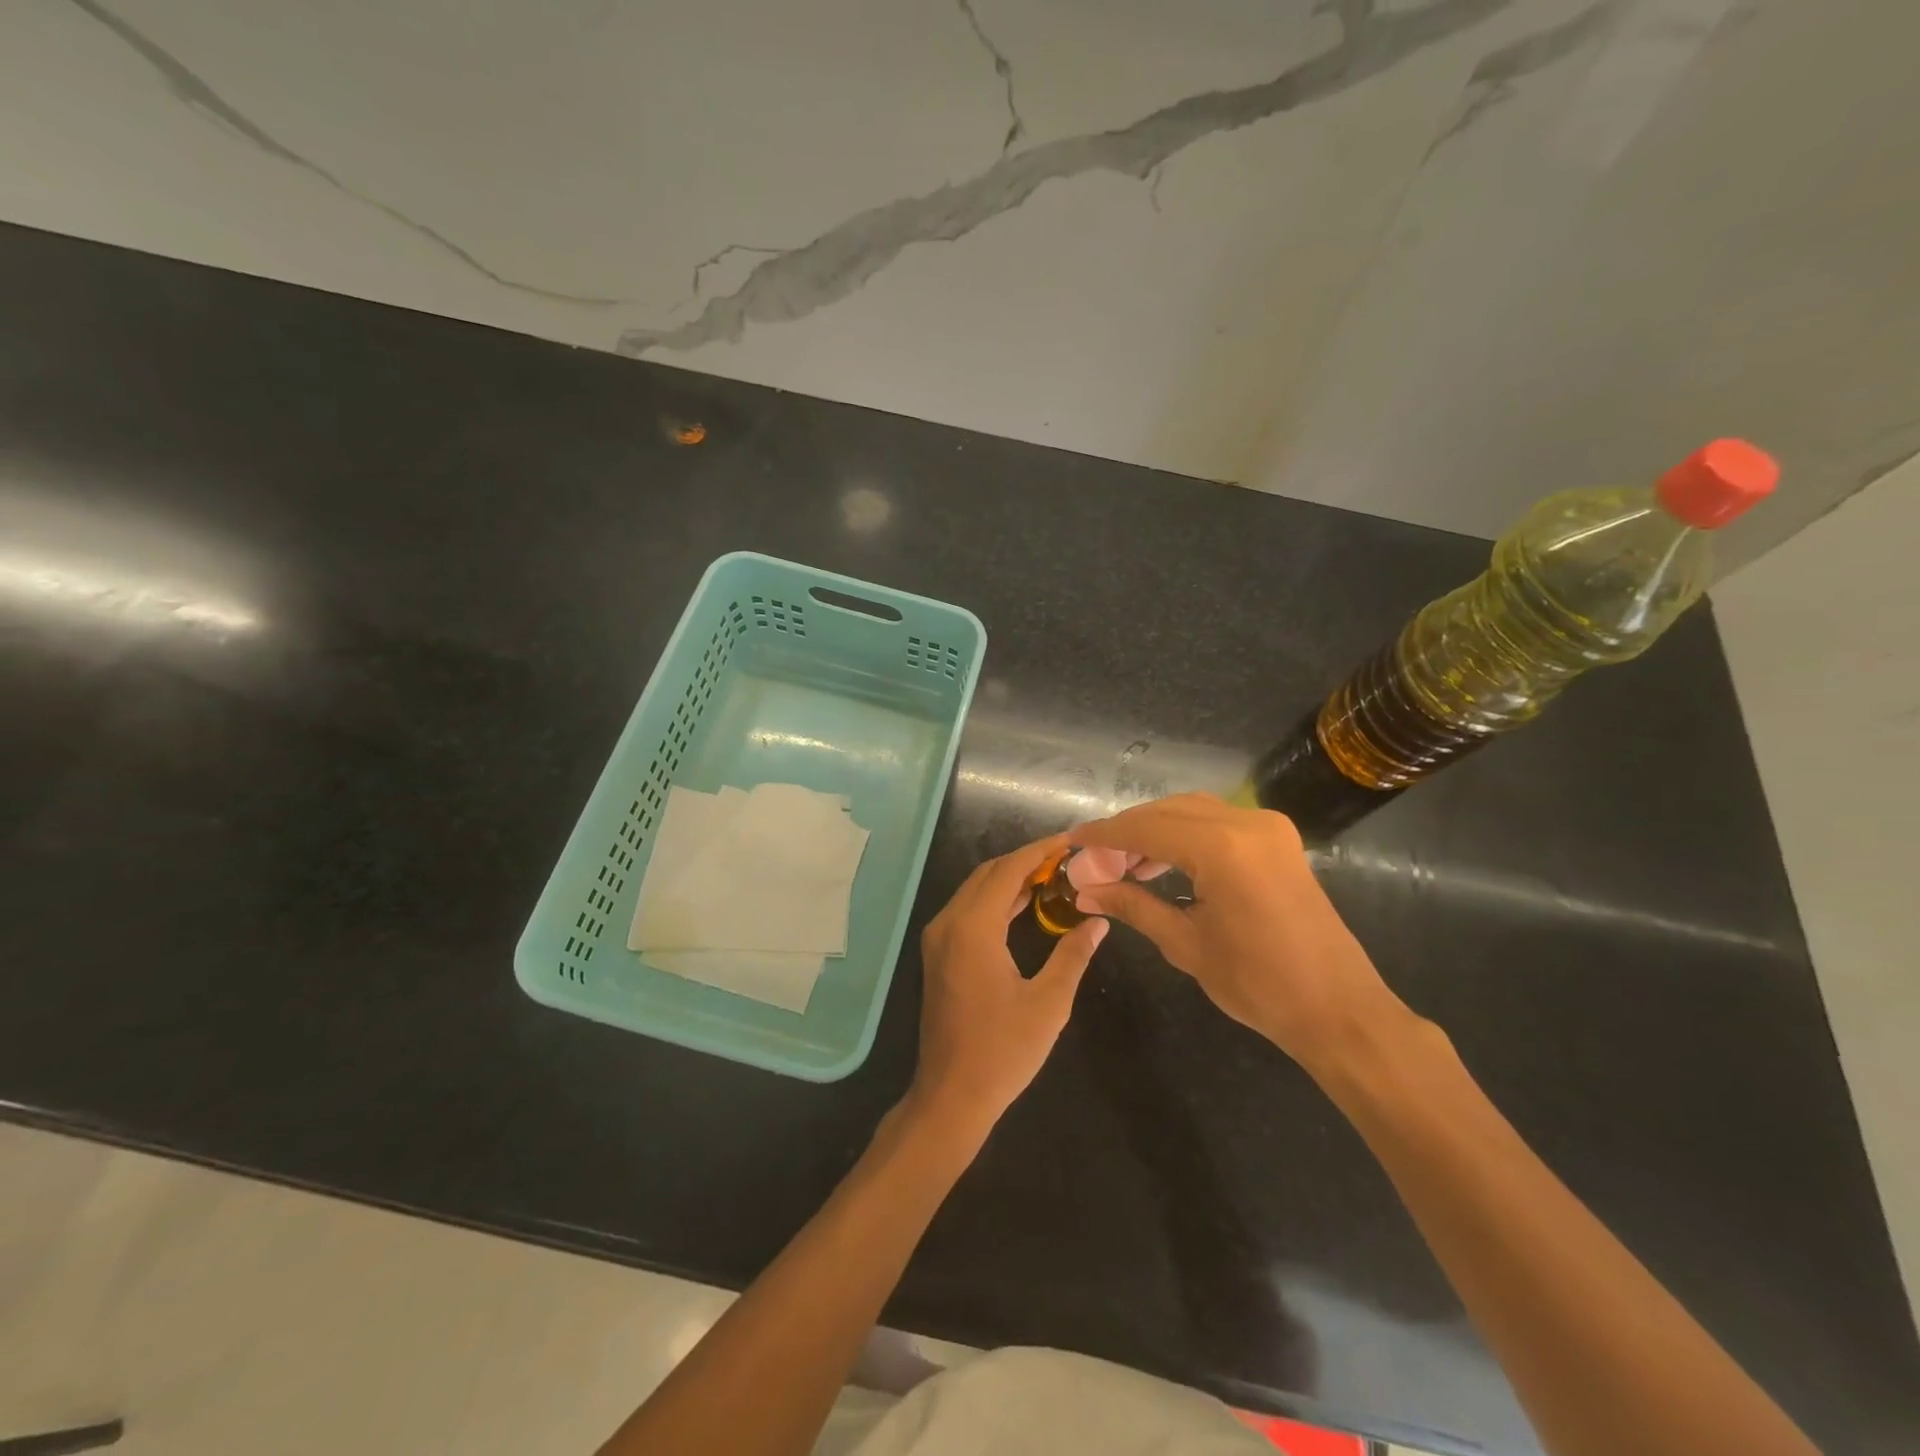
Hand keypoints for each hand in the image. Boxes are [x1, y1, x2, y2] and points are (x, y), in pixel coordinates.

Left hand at [909, 835, 1107, 1135]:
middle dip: (1026, 860)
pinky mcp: (939, 953)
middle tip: (1066, 859)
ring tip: (1053, 876)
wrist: (951, 1095)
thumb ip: (1073, 955)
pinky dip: (996, 900)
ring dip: (1010, 879)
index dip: (1039, 851)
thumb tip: (1097, 922)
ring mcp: (939, 938)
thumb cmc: (1003, 1051)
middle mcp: (948, 923)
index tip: (1070, 841)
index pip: (1008, 871)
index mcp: (973, 928)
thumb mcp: (1049, 1003)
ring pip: (975, 890)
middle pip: (988, 874)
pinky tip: (1025, 904)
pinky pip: (968, 910)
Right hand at [1071, 794, 1407, 1072]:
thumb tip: (1085, 891)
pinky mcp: (1278, 839)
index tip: (1072, 842)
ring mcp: (1267, 827)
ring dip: (1155, 829)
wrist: (1339, 1009)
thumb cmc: (1259, 984)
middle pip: (1167, 811)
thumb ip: (1133, 906)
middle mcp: (1246, 823)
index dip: (1105, 835)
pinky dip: (1185, 833)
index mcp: (1222, 848)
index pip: (1146, 829)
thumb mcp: (1185, 944)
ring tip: (1123, 863)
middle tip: (1094, 859)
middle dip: (1127, 831)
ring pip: (1192, 810)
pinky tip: (1163, 861)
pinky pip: (1218, 821)